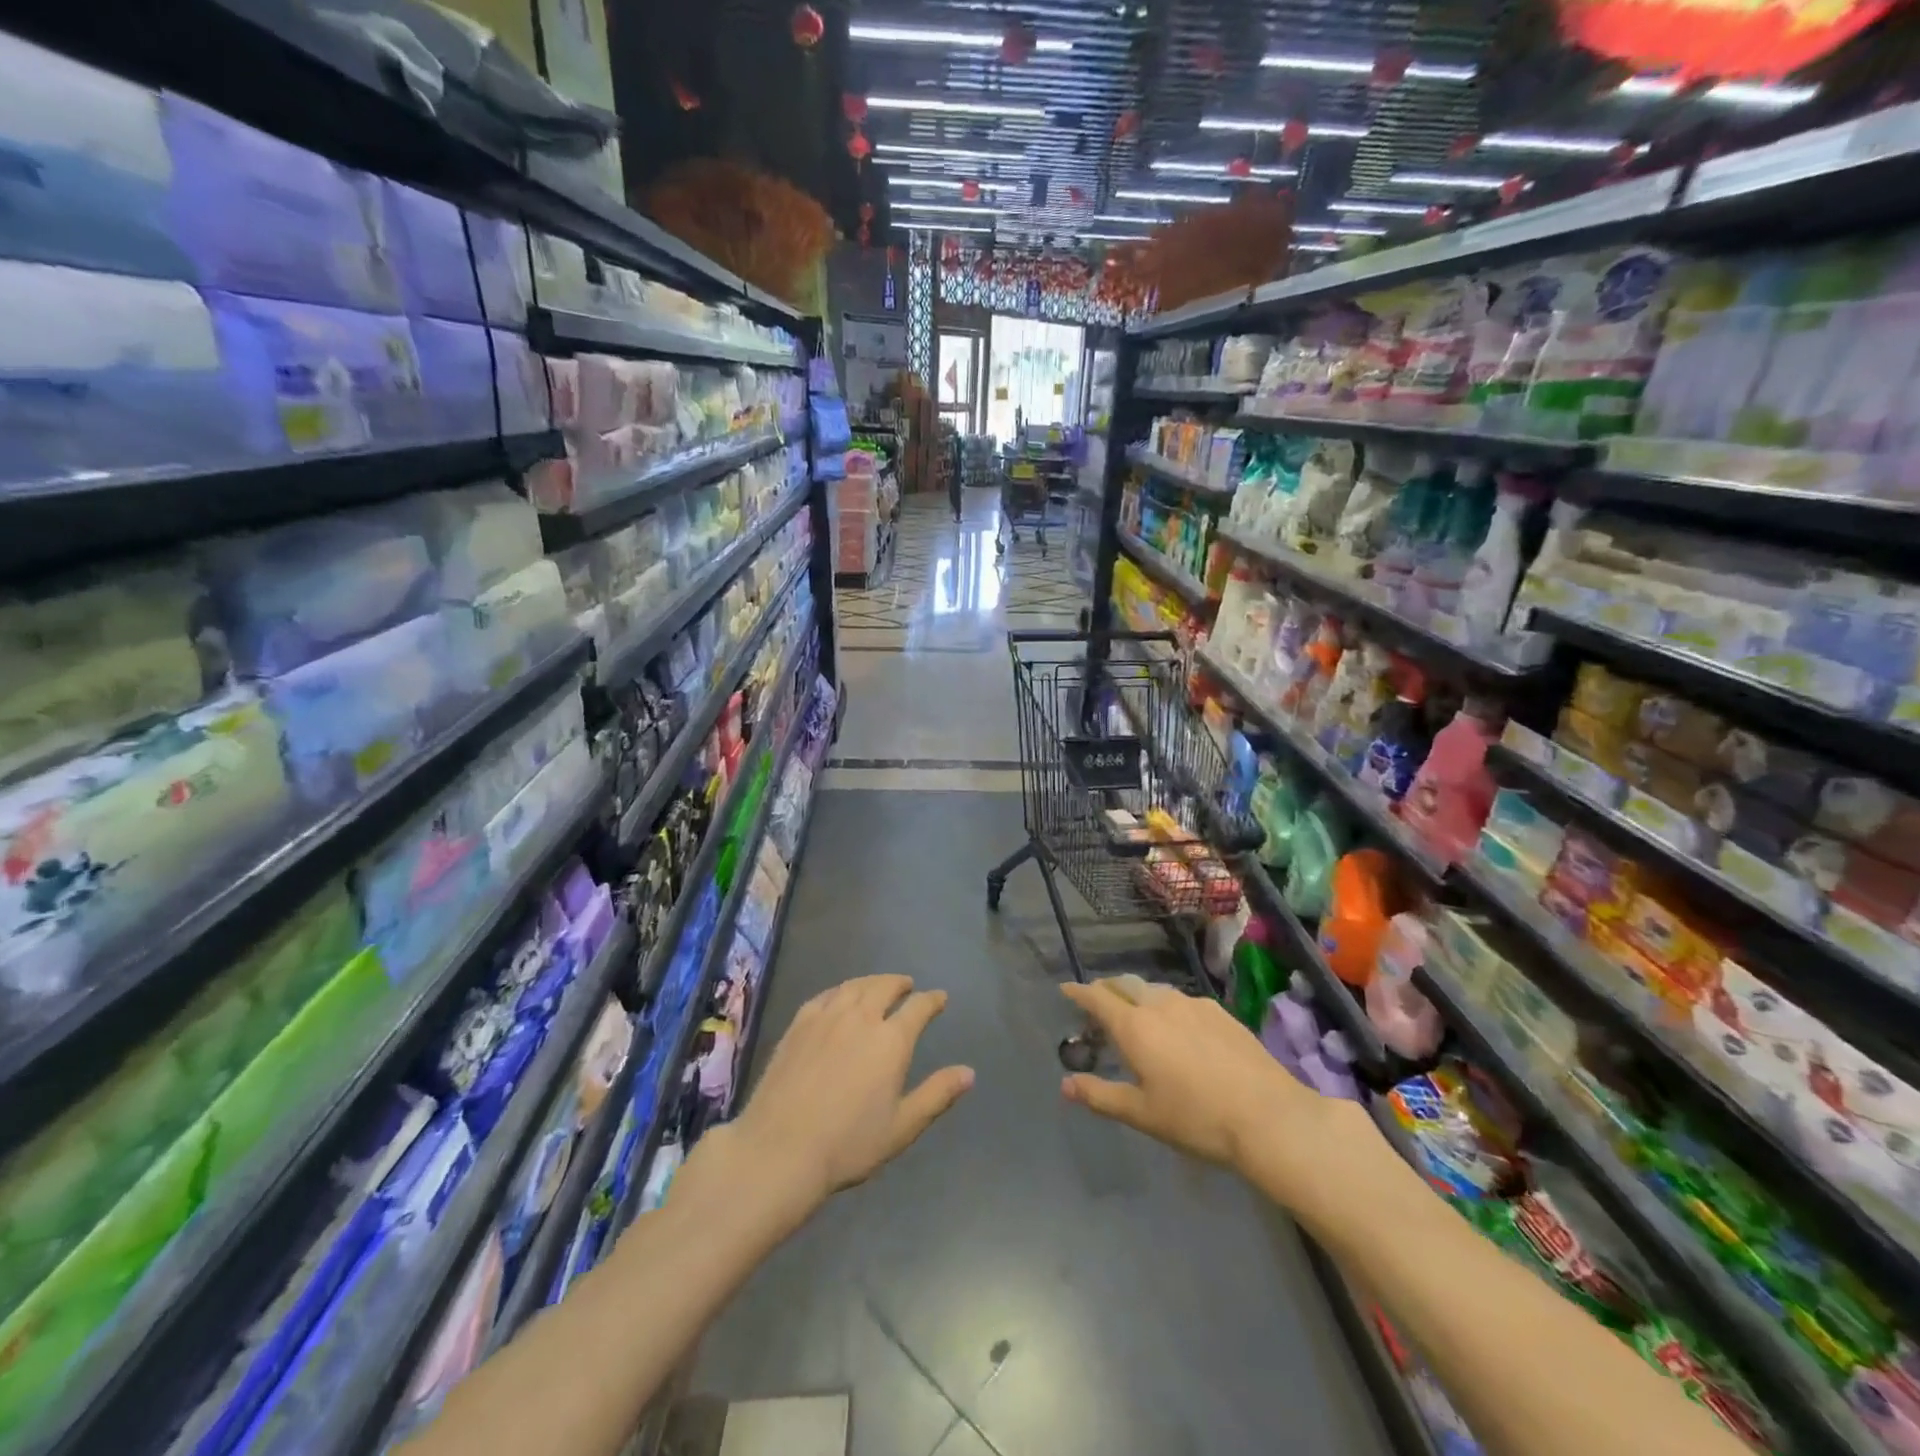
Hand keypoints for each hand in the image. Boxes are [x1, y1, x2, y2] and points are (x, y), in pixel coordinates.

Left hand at [731, 975, 973, 1213]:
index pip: (919, 1008)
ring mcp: (826, 1016)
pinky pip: (826, 994)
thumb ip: (937, 1095)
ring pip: (855, 985)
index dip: (933, 1000)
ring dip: (872, 982)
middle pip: (885, 987)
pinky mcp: (799, 1023)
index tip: (940, 998)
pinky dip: (841, 990)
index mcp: (891, 1040)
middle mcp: (861, 1017)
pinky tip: (840, 996)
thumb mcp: (902, 1127)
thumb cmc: (848, 1144)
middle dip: (901, 984)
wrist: (780, 1148)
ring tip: (878, 985)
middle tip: (908, 985)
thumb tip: (969, 1072)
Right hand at [1059, 975, 1344, 1198]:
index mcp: (1134, 1026)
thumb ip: (1100, 1095)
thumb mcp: (1142, 1114)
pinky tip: (1176, 1027)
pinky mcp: (1219, 1012)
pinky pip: (1181, 999)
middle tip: (1098, 1002)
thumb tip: (1065, 1085)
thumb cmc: (1196, 1119)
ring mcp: (1193, 1004)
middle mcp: (1160, 1004)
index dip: (1078, 992)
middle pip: (1125, 984)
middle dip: (1107, 989)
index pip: (1097, 997)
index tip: (1065, 989)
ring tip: (1136, 1014)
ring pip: (1154, 989)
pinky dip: (1166, 1005)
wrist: (1269, 1116)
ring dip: (1137, 995)